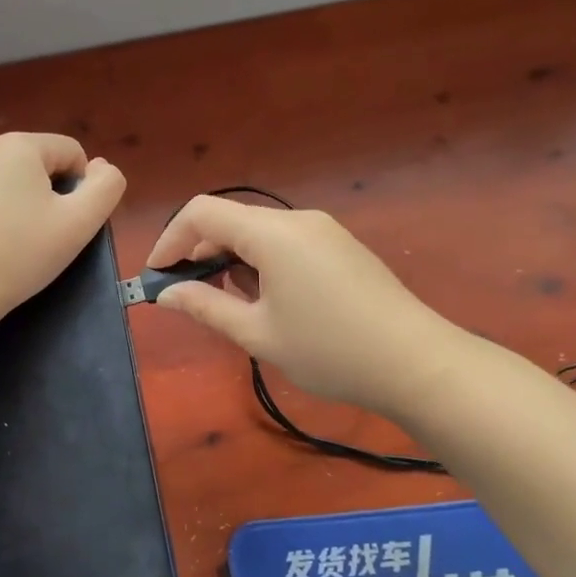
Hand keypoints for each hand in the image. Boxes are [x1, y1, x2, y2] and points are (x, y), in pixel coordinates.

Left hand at [0, 133, 126, 338]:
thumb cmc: (19, 255)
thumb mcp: (79, 224)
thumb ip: (106, 187)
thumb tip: (101, 167)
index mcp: (19, 144)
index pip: (70, 152)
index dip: (78, 189)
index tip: (63, 225)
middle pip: (33, 163)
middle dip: (42, 193)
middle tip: (36, 237)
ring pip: (0, 177)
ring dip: (11, 199)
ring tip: (4, 241)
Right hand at [146, 196, 459, 411]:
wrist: (418, 363)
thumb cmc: (329, 350)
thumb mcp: (258, 334)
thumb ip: (206, 307)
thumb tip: (167, 294)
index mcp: (272, 233)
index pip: (202, 213)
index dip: (170, 239)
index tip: (156, 276)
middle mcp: (297, 220)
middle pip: (230, 220)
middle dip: (198, 251)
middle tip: (184, 294)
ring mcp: (323, 231)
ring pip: (258, 233)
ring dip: (230, 259)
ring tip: (225, 303)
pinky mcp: (340, 247)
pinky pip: (285, 243)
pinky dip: (259, 262)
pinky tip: (265, 300)